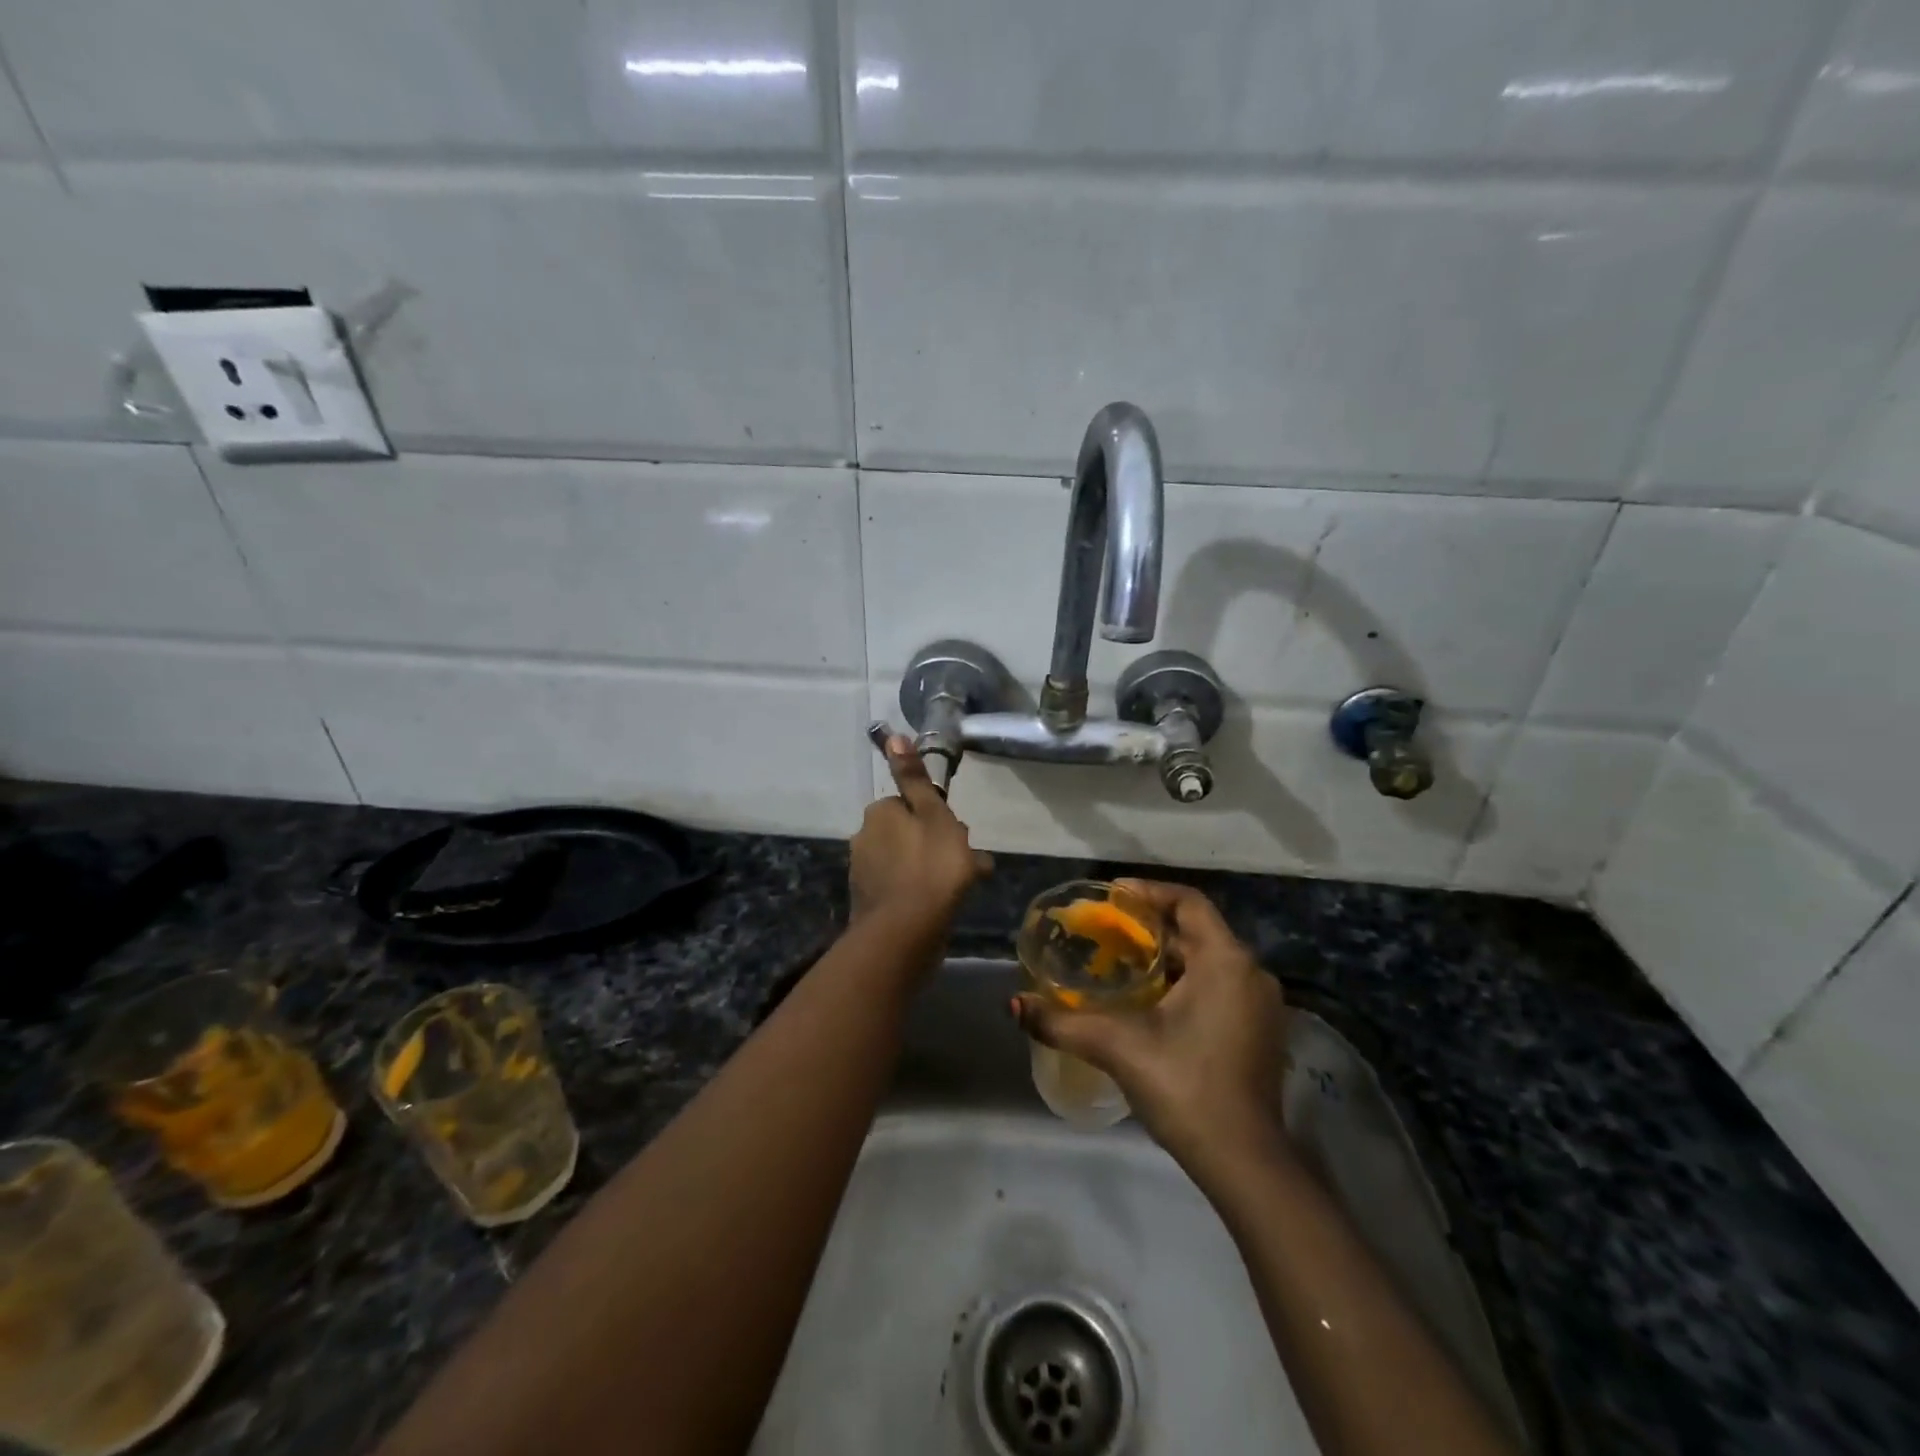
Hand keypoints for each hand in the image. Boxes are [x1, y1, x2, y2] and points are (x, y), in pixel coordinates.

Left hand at [849, 737, 991, 937]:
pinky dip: (922, 892)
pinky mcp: (870, 905)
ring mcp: (864, 874)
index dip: (937, 818)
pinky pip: (903, 888)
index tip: (957, 835)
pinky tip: (945, 907)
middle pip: (908, 833)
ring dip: (933, 869)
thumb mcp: (933, 814)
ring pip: (908, 862)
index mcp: (878, 814)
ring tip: (965, 887)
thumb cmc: (930, 867)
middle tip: (967, 864)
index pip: (910, 805)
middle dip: (936, 844)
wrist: (905, 934)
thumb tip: (894, 737)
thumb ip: (915, 778)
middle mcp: (864, 838)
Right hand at [1014, 880, 1287, 1180]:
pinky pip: (1220, 985)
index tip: (1111, 895)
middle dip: (1151, 928)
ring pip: (1208, 960)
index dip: (1148, 892)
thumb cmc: (1185, 1087)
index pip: (1188, 902)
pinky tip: (1151, 999)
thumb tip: (1014, 1005)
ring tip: (1121, 960)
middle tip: (1106, 931)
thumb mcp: (1118, 1047)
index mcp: (1226, 961)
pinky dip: (1186, 980)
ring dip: (1167, 956)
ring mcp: (1260, 1005)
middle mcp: (1250, 973)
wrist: (1244, 1162)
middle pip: (1197, 931)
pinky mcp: (1260, 1031)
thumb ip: (1063, 1022)